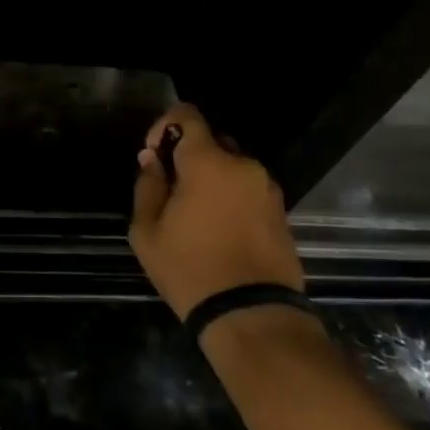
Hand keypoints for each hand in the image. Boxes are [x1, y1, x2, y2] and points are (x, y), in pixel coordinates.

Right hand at [128, 103, 305, 319]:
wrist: (251, 314)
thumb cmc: (190, 268)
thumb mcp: (147, 231)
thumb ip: (147, 186)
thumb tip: (152, 159)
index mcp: (208, 162)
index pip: (187, 115)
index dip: (163, 125)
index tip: (153, 155)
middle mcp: (244, 166)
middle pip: (212, 142)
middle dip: (188, 157)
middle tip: (171, 191)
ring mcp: (267, 189)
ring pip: (232, 168)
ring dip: (212, 180)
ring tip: (195, 216)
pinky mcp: (282, 212)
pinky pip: (248, 191)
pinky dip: (231, 199)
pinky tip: (219, 231)